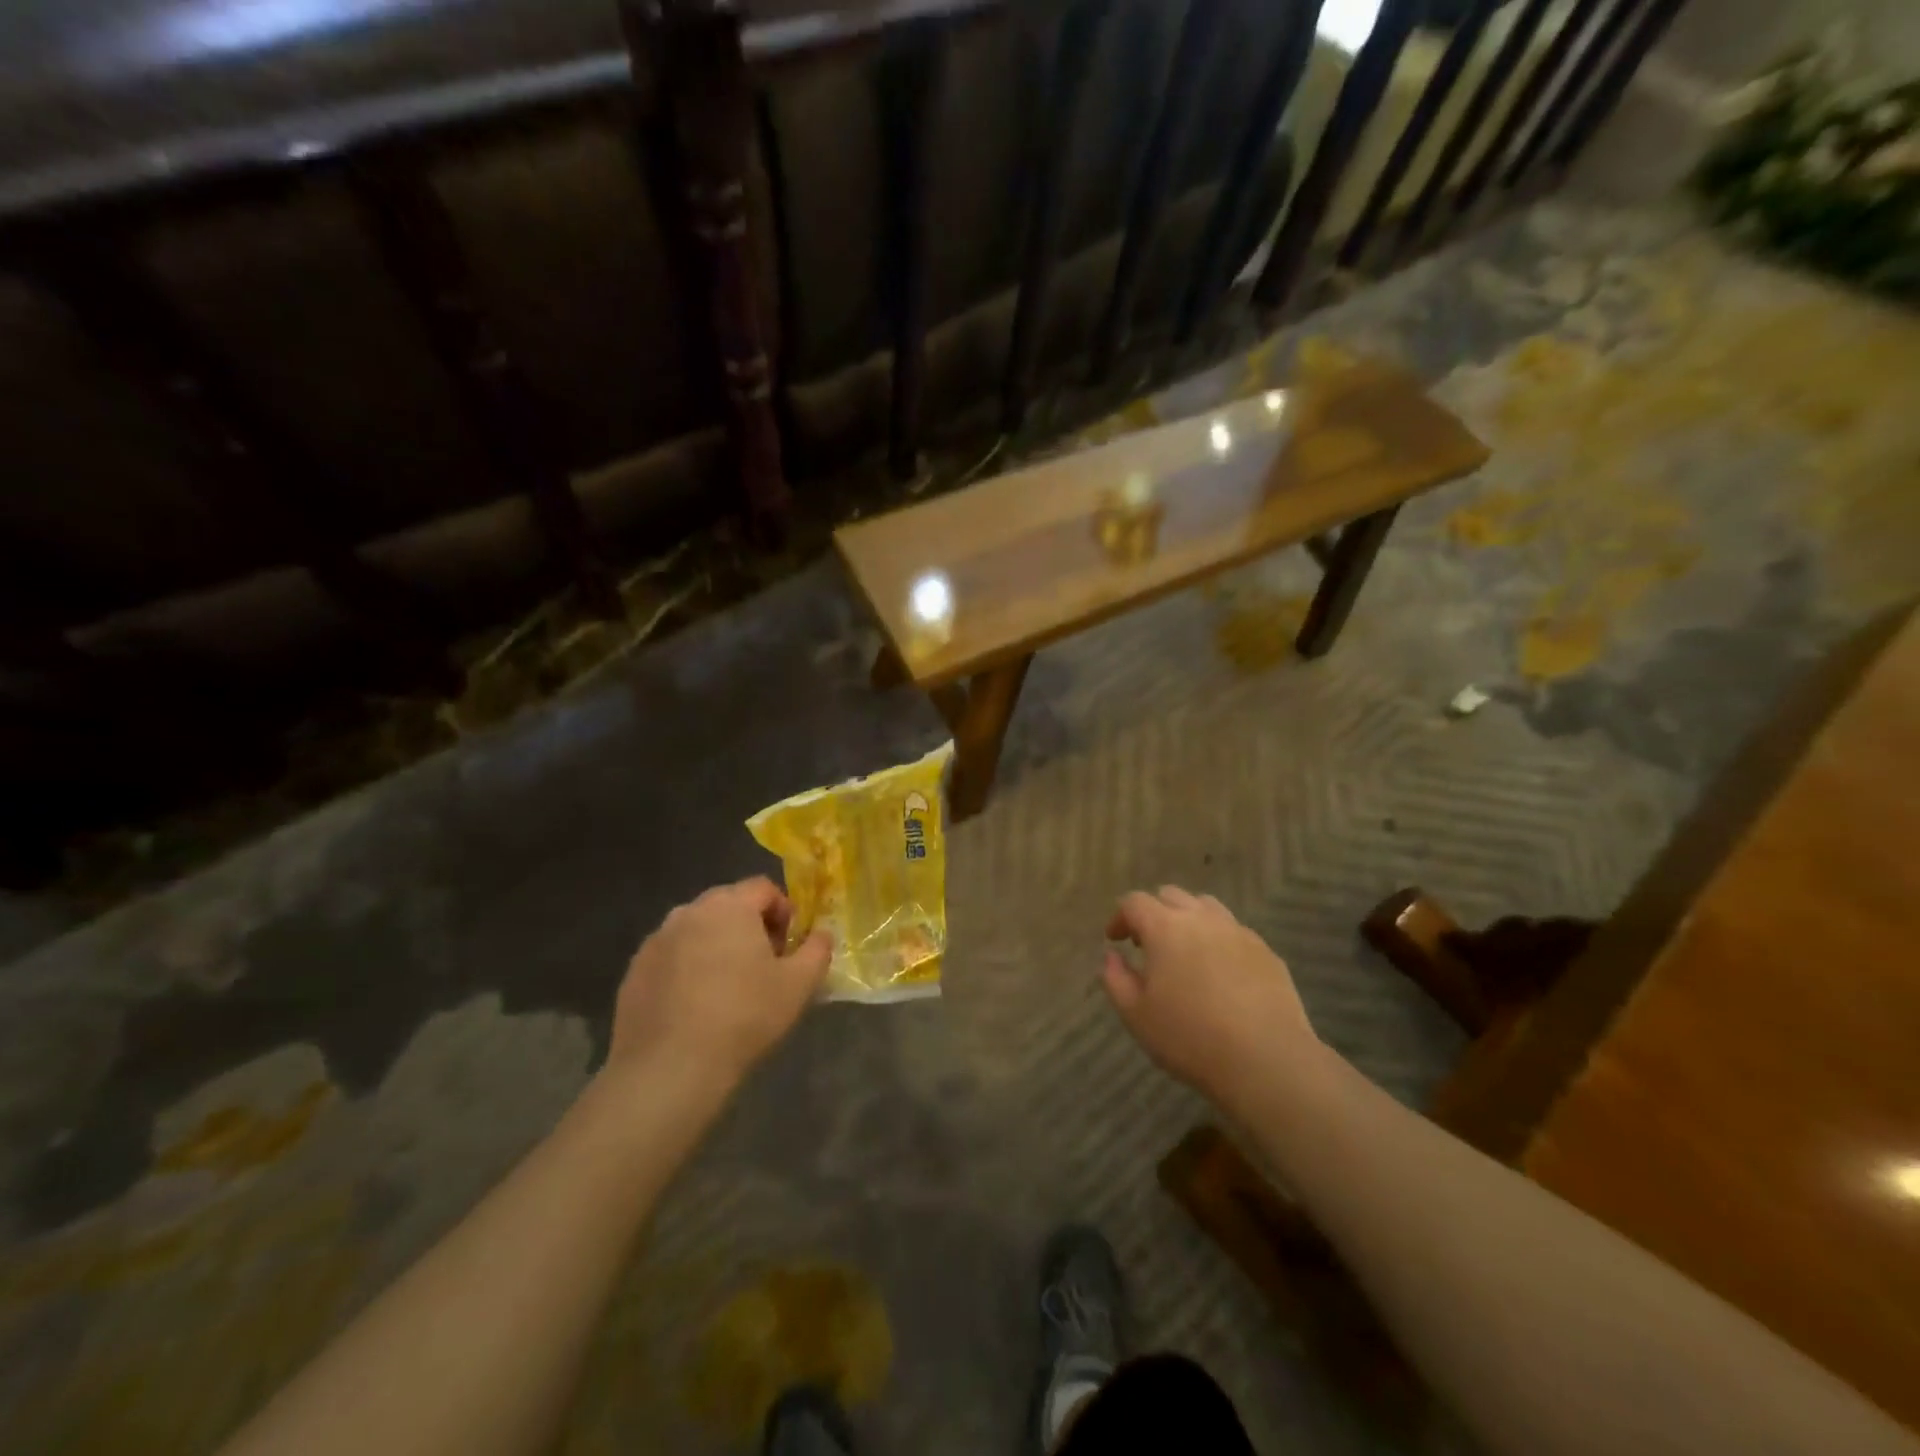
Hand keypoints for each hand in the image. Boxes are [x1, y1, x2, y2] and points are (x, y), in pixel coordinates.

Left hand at [608, 877, 831, 1092]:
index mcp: (729, 906)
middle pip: (728, 905)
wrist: (669, 1068)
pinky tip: (695, 1008)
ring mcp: (656, 941)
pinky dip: (687, 970)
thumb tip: (821, 934)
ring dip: (716, 947)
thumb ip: (817, 950)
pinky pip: (671, 958)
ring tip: (728, 989)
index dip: (783, 911)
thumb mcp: (799, 985)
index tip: (789, 947)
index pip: (763, 888)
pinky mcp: (634, 971)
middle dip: (750, 927)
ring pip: (697, 931)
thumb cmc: (744, 1016)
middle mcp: (688, 912)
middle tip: (763, 967)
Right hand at [1101, 887, 1317, 1106]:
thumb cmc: (1190, 1038)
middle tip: (1147, 944)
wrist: (1267, 1061)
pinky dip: (1218, 940)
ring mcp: (1238, 932)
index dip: (1120, 917)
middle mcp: (1201, 919)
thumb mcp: (1136, 1015)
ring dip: (1188, 920)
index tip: (1115, 940)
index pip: (1135, 902)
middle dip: (1153, 912)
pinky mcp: (1266, 952)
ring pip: (1206, 907)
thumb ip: (1115, 979)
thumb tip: (1111, 956)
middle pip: (1171, 895)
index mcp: (1165, 928)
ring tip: (1185, 952)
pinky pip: (1234, 931)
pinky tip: (1220, 973)